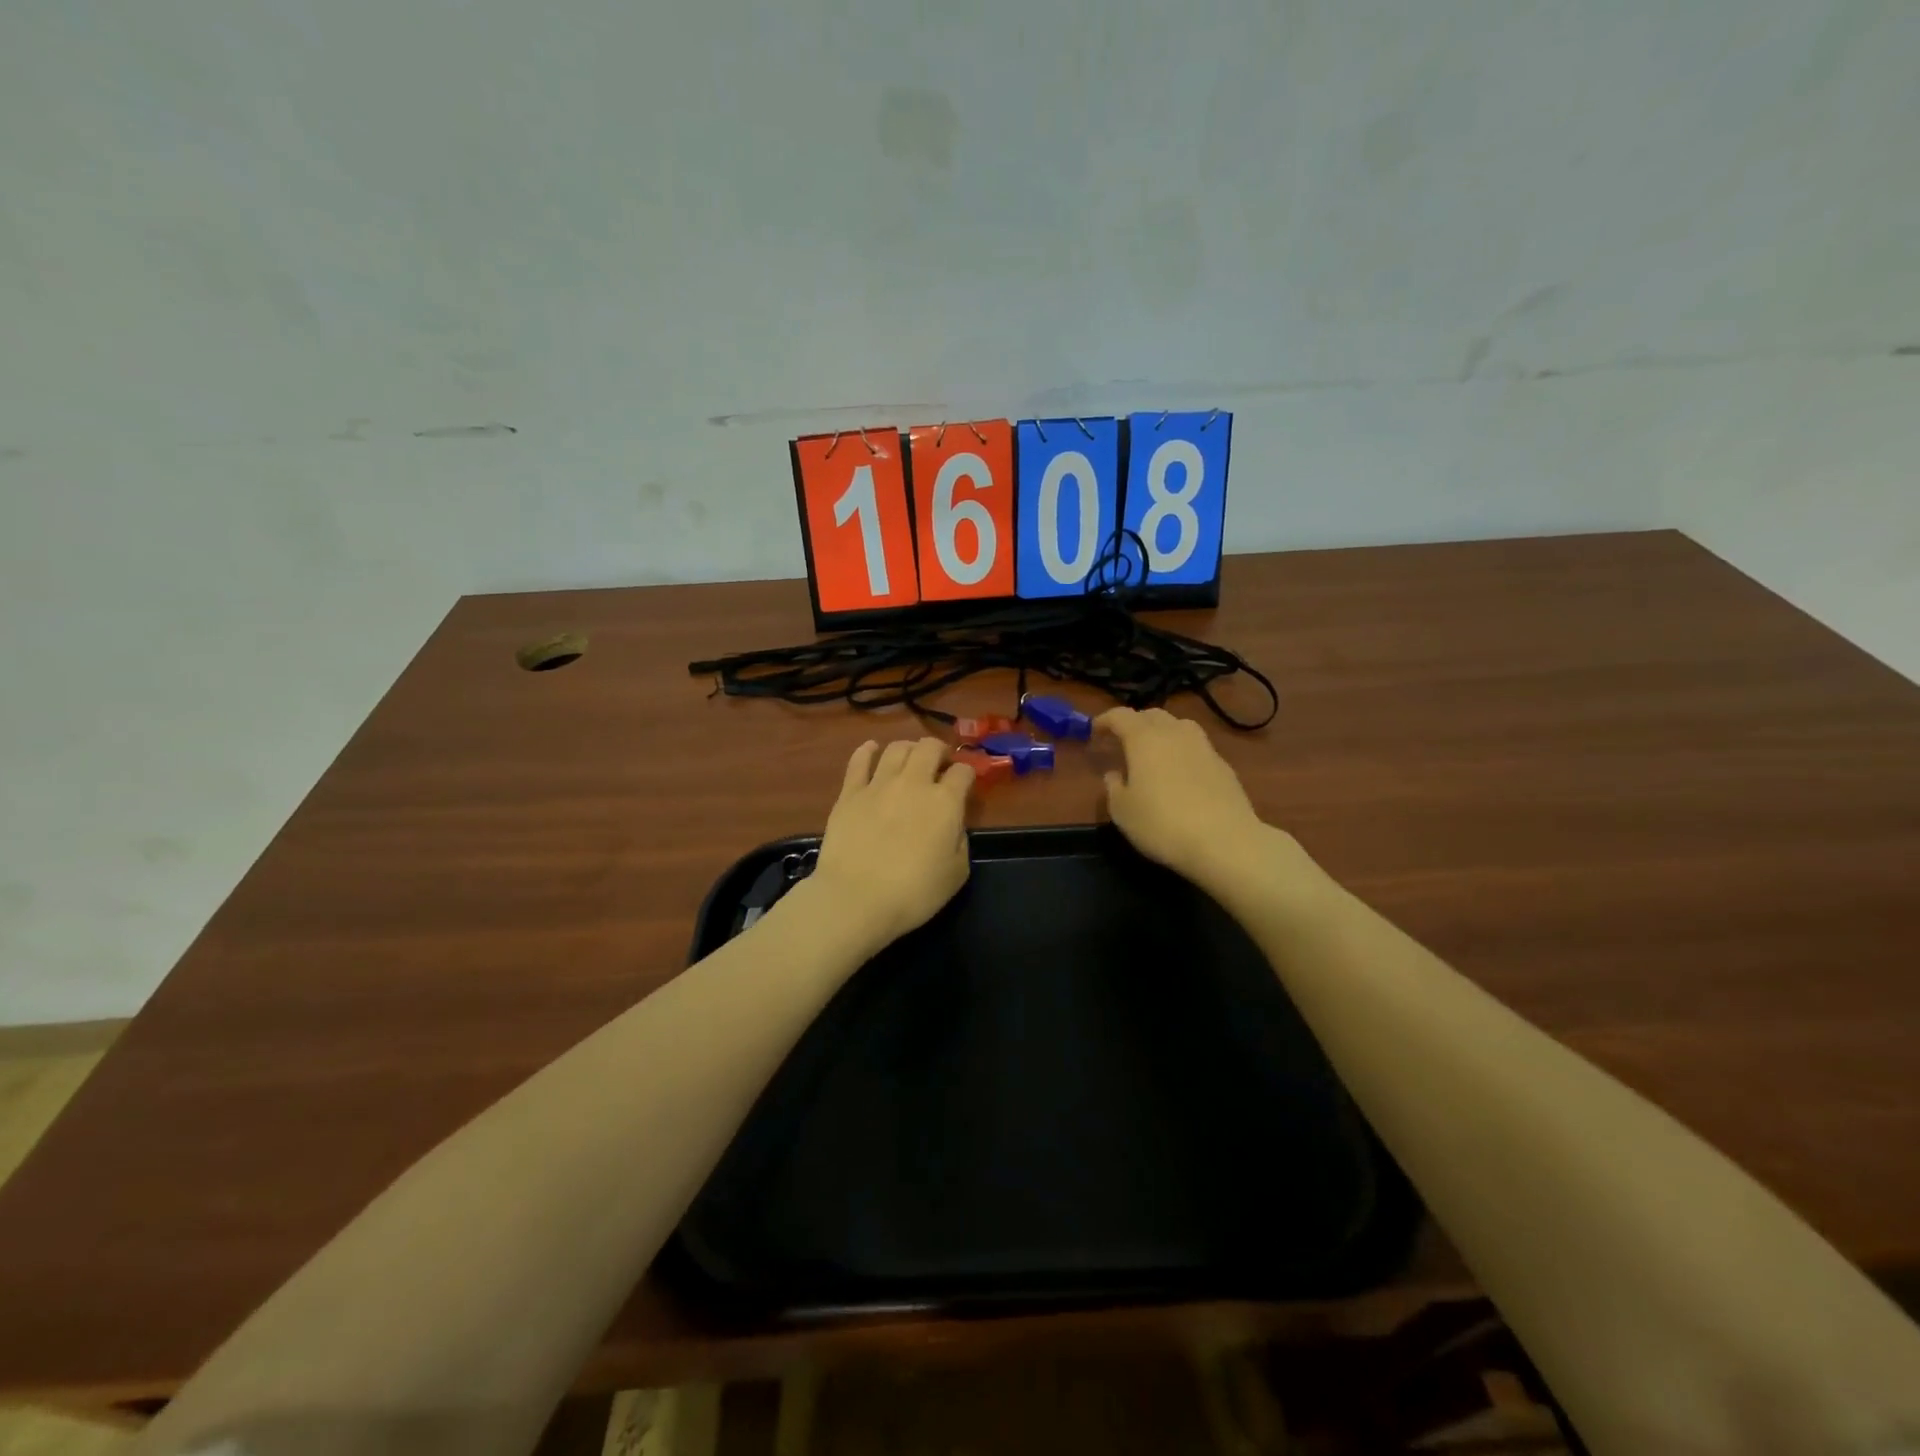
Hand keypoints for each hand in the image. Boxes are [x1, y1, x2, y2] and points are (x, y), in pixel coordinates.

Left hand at [809, 738, 973, 952]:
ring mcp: (879, 784)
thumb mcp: (957, 873)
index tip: (965, 783)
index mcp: (945, 802)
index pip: (963, 772)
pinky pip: (859, 760)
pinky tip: (872, 749)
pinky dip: (868, 750)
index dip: (967, 774)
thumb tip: (952, 825)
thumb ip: (959, 840)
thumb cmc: (914, 893)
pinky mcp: (850, 792)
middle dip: (939, 751)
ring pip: (897, 748)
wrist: (856, 898)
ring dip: (909, 749)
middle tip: (939, 764)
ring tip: (910, 759)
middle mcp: (914, 783)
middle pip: (929, 747)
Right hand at [1096, 708, 1274, 891]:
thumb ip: (1114, 788)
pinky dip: (1182, 750)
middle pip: (1152, 715)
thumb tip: (1114, 774)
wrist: (1224, 841)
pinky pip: (1196, 746)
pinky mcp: (1223, 765)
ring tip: (1153, 751)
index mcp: (1144, 739)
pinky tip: (1180, 772)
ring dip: (1162, 731)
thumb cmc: (1162, 824)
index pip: (1120, 716)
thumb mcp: (1123, 812)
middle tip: (1122, 740)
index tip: (1094, 731)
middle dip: (1134, 723)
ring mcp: (1203, 747)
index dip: (1105, 720)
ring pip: (1178, 726)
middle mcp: (1174, 733)